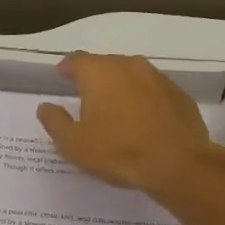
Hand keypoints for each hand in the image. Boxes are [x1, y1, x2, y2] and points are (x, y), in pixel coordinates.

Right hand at [37, 52, 223, 193]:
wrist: (178, 164)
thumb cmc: (118, 151)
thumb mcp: (73, 144)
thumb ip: (55, 121)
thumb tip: (45, 107)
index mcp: (99, 72)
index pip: (76, 59)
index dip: (67, 68)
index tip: (62, 77)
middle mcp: (128, 65)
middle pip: (105, 64)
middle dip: (94, 77)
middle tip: (88, 97)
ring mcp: (158, 78)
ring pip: (132, 75)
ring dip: (121, 87)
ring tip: (116, 109)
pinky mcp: (179, 94)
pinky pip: (154, 91)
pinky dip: (145, 99)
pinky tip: (144, 120)